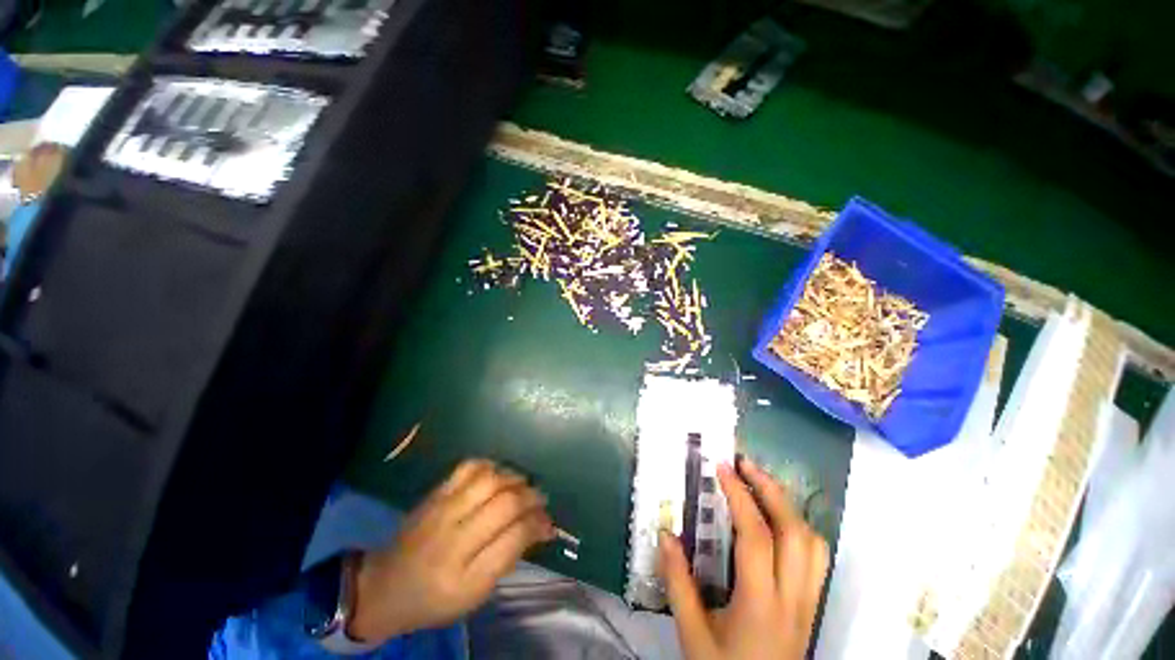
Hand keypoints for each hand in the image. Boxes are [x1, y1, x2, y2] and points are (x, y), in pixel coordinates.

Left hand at [348, 459, 554, 642]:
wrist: (385, 586)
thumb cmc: (436, 598)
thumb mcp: (475, 594)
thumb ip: (508, 558)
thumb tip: (541, 527)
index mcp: (466, 577)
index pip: (515, 537)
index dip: (538, 524)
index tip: (548, 522)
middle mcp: (454, 540)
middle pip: (505, 504)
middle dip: (532, 497)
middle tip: (540, 499)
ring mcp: (442, 511)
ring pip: (490, 481)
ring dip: (514, 478)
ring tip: (522, 484)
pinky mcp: (435, 494)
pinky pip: (468, 467)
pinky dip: (489, 465)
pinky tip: (497, 474)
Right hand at [659, 460, 829, 659]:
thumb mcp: (692, 634)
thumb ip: (678, 583)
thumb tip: (666, 534)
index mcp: (761, 603)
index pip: (756, 536)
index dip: (740, 496)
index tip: (722, 468)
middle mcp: (793, 597)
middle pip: (795, 532)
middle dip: (770, 489)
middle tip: (745, 464)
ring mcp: (808, 602)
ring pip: (813, 544)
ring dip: (788, 506)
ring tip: (762, 486)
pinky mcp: (811, 607)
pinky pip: (816, 559)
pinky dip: (799, 528)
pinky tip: (779, 522)